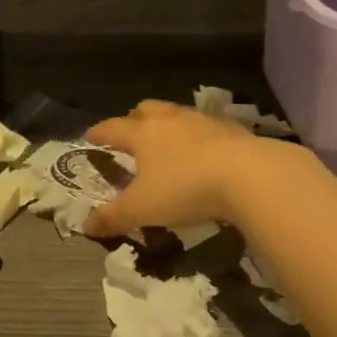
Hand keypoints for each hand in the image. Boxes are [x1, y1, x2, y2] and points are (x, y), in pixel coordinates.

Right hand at [84, 100, 292, 238]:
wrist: (250, 176)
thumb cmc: (185, 188)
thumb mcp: (142, 209)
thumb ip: (113, 217)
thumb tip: (86, 226)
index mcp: (143, 133)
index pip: (112, 128)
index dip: (98, 133)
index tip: (89, 137)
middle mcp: (170, 120)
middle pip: (146, 109)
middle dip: (135, 119)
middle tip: (132, 135)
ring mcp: (203, 121)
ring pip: (178, 115)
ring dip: (169, 126)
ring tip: (169, 145)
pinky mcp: (233, 130)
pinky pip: (208, 128)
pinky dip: (199, 138)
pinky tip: (205, 155)